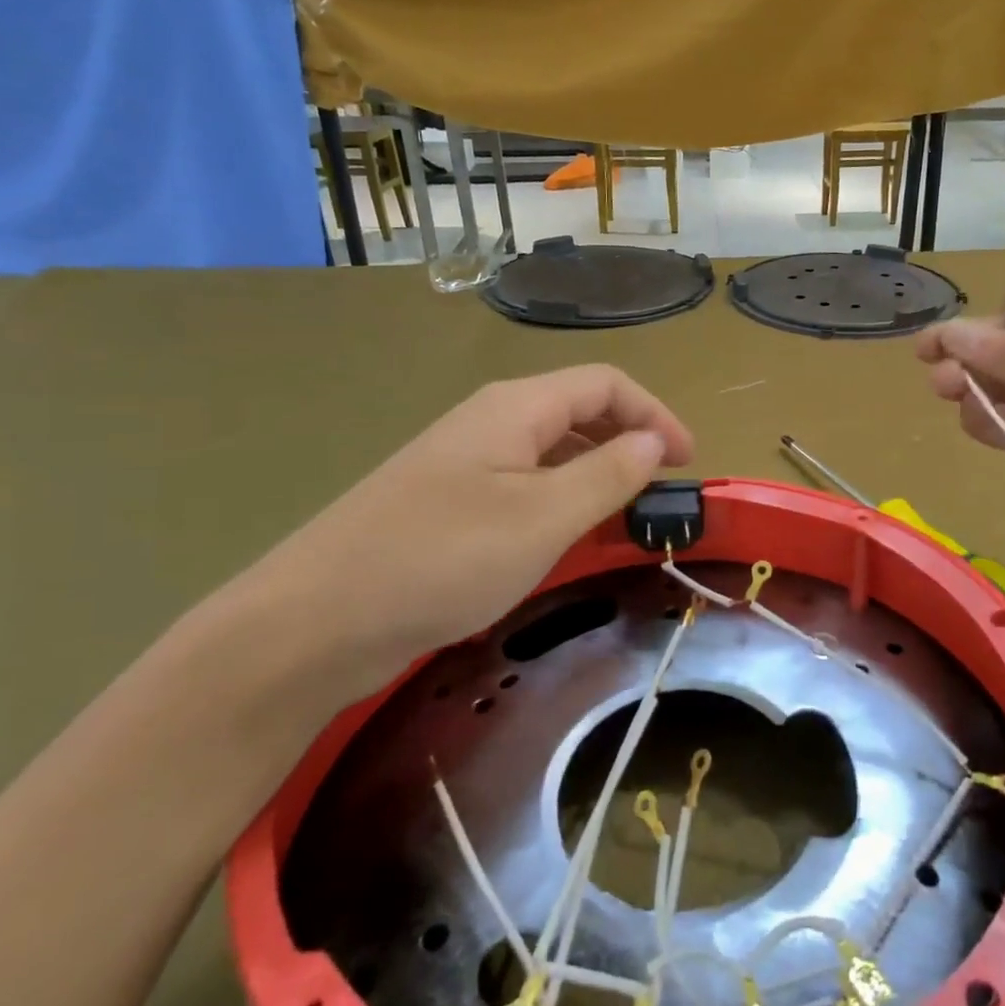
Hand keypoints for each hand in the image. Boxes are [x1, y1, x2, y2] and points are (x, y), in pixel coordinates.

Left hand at [223, 366, 693, 712]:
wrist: (315, 621)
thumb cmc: (442, 559)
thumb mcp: (543, 517)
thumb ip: (608, 474)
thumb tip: (653, 440)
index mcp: (515, 408)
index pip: (605, 384)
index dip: (655, 414)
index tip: (689, 462)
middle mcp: (489, 423)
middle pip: (578, 411)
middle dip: (629, 443)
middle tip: (662, 494)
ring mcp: (463, 464)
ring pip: (550, 452)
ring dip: (597, 475)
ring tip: (626, 519)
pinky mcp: (447, 505)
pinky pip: (522, 487)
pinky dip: (561, 503)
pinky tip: (566, 540)